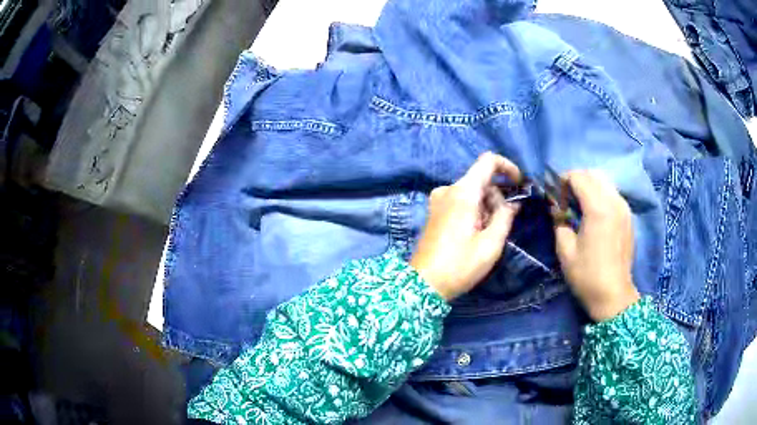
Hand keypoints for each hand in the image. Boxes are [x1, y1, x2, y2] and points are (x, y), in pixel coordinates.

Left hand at [411, 152, 521, 299]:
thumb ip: (505, 216)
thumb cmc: (459, 265)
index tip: (519, 185)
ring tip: (487, 236)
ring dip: (486, 208)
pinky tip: (475, 234)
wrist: (423, 284)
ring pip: (472, 192)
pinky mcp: (435, 211)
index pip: (488, 161)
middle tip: (502, 226)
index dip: (508, 167)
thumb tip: (512, 202)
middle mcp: (448, 189)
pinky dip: (474, 211)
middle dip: (498, 198)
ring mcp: (438, 200)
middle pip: (481, 180)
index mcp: (463, 192)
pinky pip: (461, 201)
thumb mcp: (491, 243)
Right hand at [553, 170, 639, 321]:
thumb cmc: (587, 275)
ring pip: (605, 182)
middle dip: (577, 179)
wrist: (613, 295)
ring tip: (580, 204)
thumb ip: (559, 222)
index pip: (579, 177)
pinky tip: (594, 214)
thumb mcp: (565, 251)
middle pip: (593, 174)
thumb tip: (556, 208)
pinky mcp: (628, 217)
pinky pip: (613, 194)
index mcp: (598, 208)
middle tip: (566, 197)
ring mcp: (624, 208)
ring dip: (590, 186)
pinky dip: (601, 195)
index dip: (563, 180)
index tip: (555, 195)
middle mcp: (614, 202)